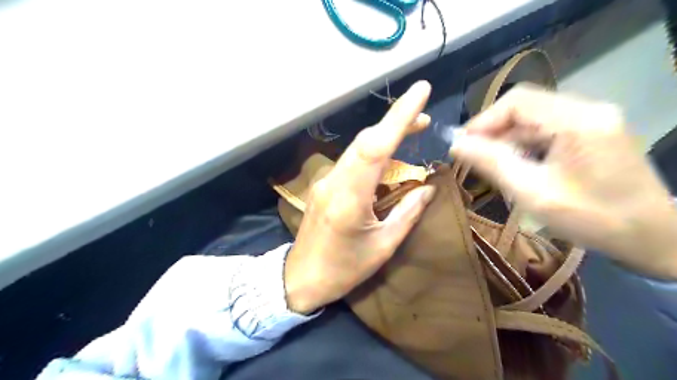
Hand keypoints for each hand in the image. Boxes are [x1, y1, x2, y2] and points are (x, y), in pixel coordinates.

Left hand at [283, 80, 435, 314]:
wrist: (300, 279)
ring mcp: (325, 182)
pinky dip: (372, 151)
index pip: (375, 147)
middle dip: (395, 122)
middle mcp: (334, 182)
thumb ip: (407, 214)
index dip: (398, 117)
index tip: (420, 92)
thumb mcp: (382, 247)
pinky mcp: (324, 185)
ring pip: (357, 148)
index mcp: (349, 198)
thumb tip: (428, 188)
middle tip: (424, 118)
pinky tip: (387, 155)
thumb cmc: (343, 270)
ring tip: (412, 130)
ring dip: (384, 135)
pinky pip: (351, 160)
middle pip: (365, 141)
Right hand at [448, 84, 676, 278]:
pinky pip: (548, 129)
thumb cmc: (592, 219)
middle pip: (526, 107)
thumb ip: (492, 164)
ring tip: (490, 163)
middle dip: (494, 130)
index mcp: (578, 121)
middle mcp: (588, 110)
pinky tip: (516, 163)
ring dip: (508, 138)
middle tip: (472, 156)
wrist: (653, 238)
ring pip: (535, 119)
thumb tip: (456, 145)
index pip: (518, 101)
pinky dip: (525, 143)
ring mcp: (594, 119)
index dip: (484, 120)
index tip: (463, 145)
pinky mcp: (594, 132)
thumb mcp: (533, 193)